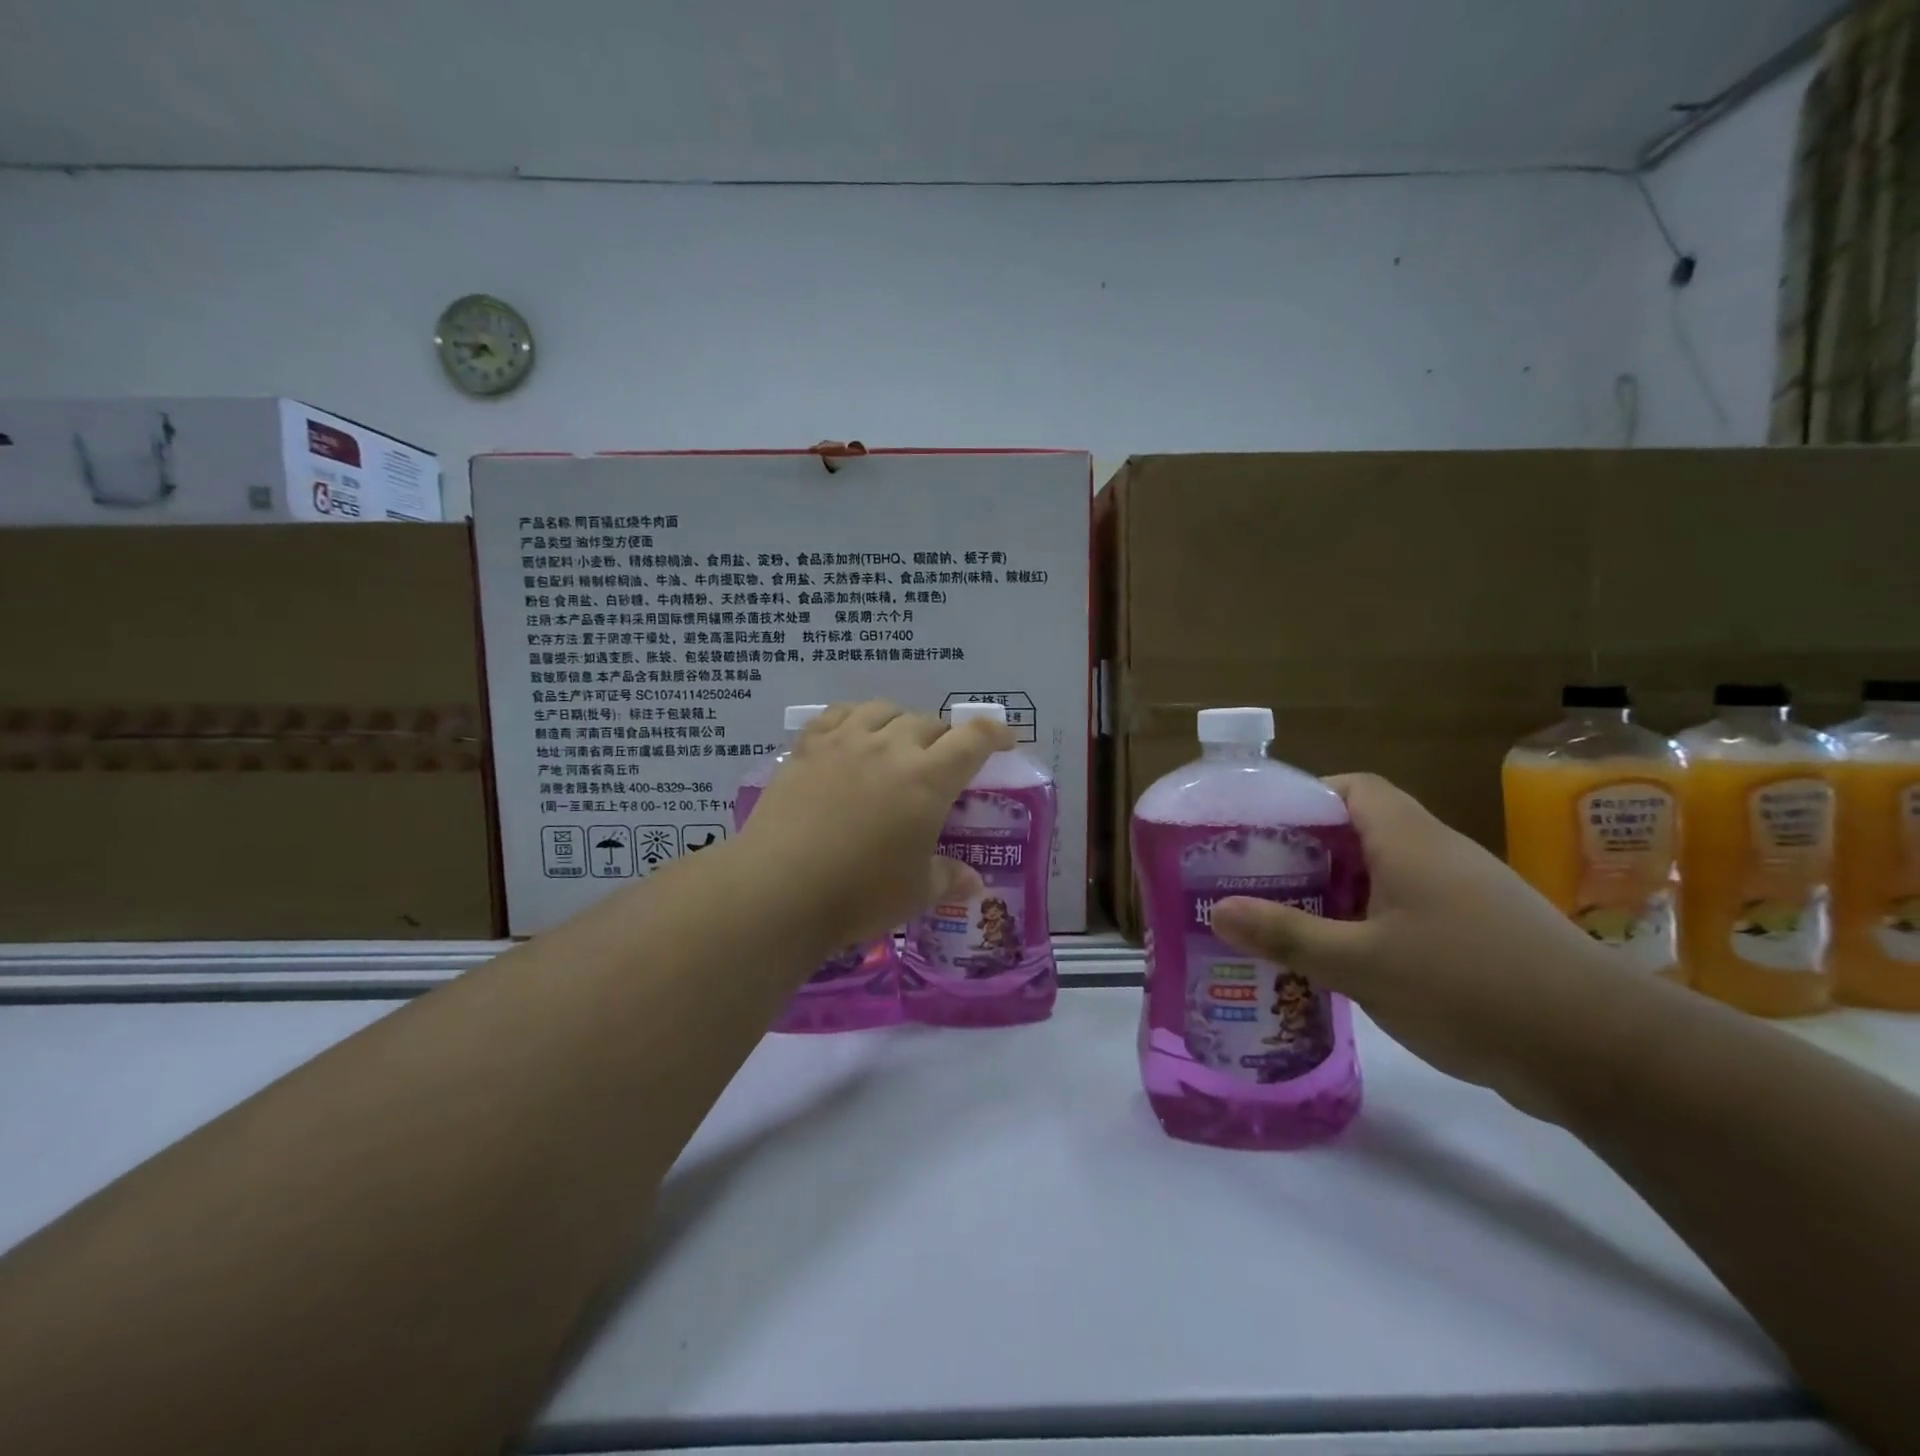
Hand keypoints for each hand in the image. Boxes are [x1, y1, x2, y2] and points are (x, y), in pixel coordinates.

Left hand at [729, 701, 1013, 952]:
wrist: (778, 889)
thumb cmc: (858, 894)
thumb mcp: (914, 892)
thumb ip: (948, 879)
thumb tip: (974, 884)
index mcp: (928, 779)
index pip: (973, 738)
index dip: (995, 733)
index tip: (1004, 741)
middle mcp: (890, 747)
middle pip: (929, 723)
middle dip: (944, 739)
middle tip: (942, 764)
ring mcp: (844, 742)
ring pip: (884, 710)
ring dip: (900, 723)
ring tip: (897, 744)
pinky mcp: (807, 747)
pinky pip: (838, 714)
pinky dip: (855, 717)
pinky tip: (852, 735)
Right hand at [1209, 773, 1631, 1121]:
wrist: (1607, 1053)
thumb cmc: (1470, 986)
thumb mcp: (1362, 965)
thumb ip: (1287, 934)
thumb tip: (1216, 909)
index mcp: (1409, 840)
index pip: (1351, 787)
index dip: (1303, 798)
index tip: (1259, 830)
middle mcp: (1439, 853)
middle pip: (1362, 830)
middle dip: (1308, 852)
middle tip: (1257, 880)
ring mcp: (1467, 894)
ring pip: (1387, 874)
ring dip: (1339, 891)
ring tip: (1288, 920)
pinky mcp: (1484, 934)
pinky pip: (1412, 910)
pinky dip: (1372, 923)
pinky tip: (1348, 962)